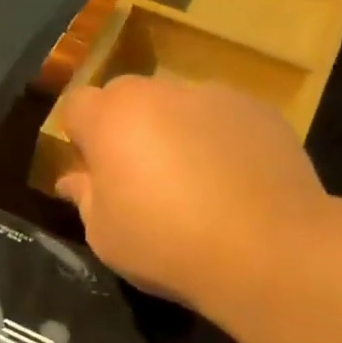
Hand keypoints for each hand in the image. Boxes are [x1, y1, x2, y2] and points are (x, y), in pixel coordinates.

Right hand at [54, 76, 328, 308]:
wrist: (267, 250)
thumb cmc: (166, 244)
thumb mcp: (105, 235)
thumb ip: (85, 198)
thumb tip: (74, 180)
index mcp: (112, 118)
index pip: (76, 105)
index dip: (79, 137)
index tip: (92, 171)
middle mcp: (161, 93)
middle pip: (128, 99)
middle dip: (125, 129)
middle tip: (139, 178)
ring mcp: (215, 97)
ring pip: (178, 107)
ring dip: (174, 133)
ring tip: (195, 184)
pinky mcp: (261, 111)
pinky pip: (223, 120)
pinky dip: (219, 141)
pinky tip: (233, 184)